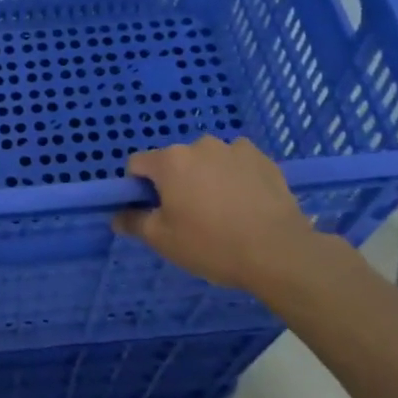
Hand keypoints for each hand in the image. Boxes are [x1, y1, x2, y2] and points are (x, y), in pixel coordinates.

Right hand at [113, 136, 344, 302]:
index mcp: (171, 161)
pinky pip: (236, 164)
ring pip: (207, 161)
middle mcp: (200, 145)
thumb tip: (118, 216)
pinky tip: (245, 205)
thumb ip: (134, 222)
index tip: (152, 211)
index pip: (137, 164)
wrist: (279, 252)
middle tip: (188, 216)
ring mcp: (235, 149)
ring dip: (206, 178)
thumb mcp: (162, 240)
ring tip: (221, 211)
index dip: (138, 187)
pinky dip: (234, 178)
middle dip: (175, 182)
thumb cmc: (211, 245)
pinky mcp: (263, 159)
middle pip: (174, 161)